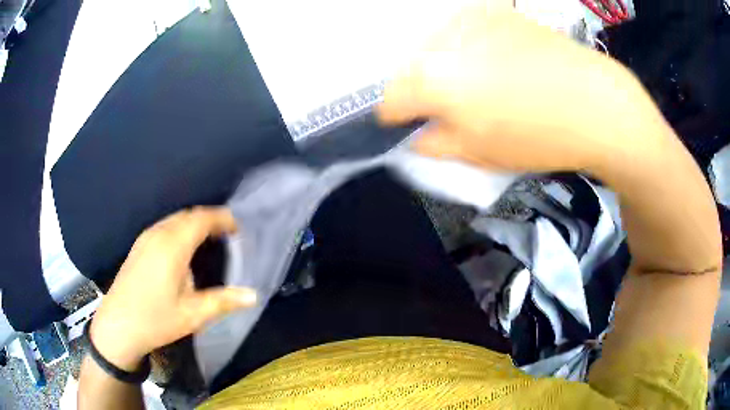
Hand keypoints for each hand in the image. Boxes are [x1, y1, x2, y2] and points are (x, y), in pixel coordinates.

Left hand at [89, 207, 256, 370]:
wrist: (118, 326)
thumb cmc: (156, 320)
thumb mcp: (193, 315)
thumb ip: (224, 301)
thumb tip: (253, 295)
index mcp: (172, 246)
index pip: (201, 219)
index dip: (222, 218)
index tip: (239, 227)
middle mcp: (158, 234)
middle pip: (188, 215)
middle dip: (210, 218)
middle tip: (228, 233)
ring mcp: (145, 238)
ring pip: (175, 219)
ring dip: (194, 222)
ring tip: (210, 237)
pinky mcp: (138, 245)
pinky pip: (164, 226)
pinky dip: (181, 228)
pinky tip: (184, 246)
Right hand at [378, 5, 667, 173]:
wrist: (597, 103)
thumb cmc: (541, 136)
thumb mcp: (481, 154)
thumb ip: (434, 144)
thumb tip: (417, 134)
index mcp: (434, 78)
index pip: (390, 98)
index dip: (396, 117)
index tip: (409, 126)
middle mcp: (444, 39)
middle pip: (411, 68)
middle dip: (421, 90)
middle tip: (448, 108)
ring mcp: (471, 19)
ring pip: (435, 46)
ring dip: (443, 66)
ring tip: (477, 84)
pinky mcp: (496, 12)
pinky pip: (464, 31)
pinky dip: (467, 48)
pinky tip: (496, 63)